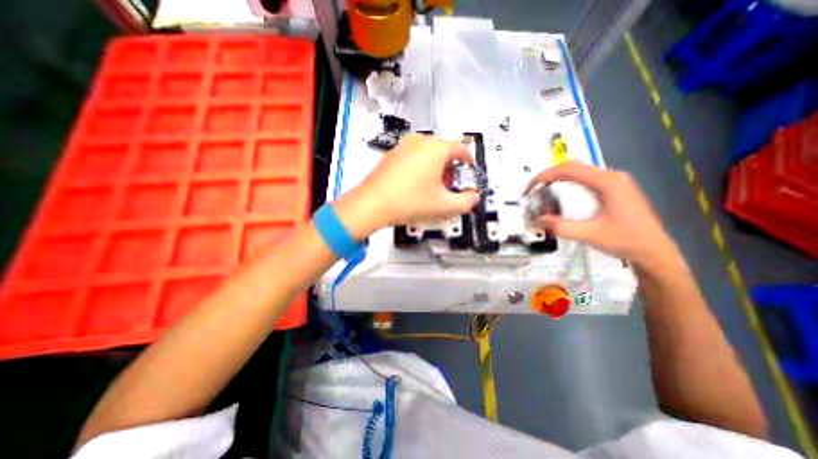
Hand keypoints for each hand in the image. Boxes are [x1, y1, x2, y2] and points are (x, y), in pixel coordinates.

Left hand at [331, 133, 477, 238]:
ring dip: (436, 167)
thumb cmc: (409, 202)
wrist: (371, 204)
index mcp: (436, 149)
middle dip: (450, 168)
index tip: (469, 171)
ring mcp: (403, 145)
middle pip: (444, 150)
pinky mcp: (392, 153)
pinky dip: (421, 166)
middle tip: (448, 186)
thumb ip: (465, 202)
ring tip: (431, 187)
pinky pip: (414, 155)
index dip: (469, 161)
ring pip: (428, 152)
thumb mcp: (443, 205)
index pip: (461, 149)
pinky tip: (415, 184)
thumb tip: (473, 198)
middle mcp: (420, 141)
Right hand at [527, 162, 680, 268]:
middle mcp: (611, 176)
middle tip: (533, 189)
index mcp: (607, 182)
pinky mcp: (613, 188)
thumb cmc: (625, 241)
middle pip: (573, 166)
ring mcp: (614, 181)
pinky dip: (567, 181)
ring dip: (557, 177)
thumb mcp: (590, 235)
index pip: (569, 170)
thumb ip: (561, 227)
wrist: (654, 251)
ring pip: (579, 170)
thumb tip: (536, 220)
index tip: (530, 188)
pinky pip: (585, 178)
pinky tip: (560, 191)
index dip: (545, 176)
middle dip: (549, 175)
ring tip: (542, 190)